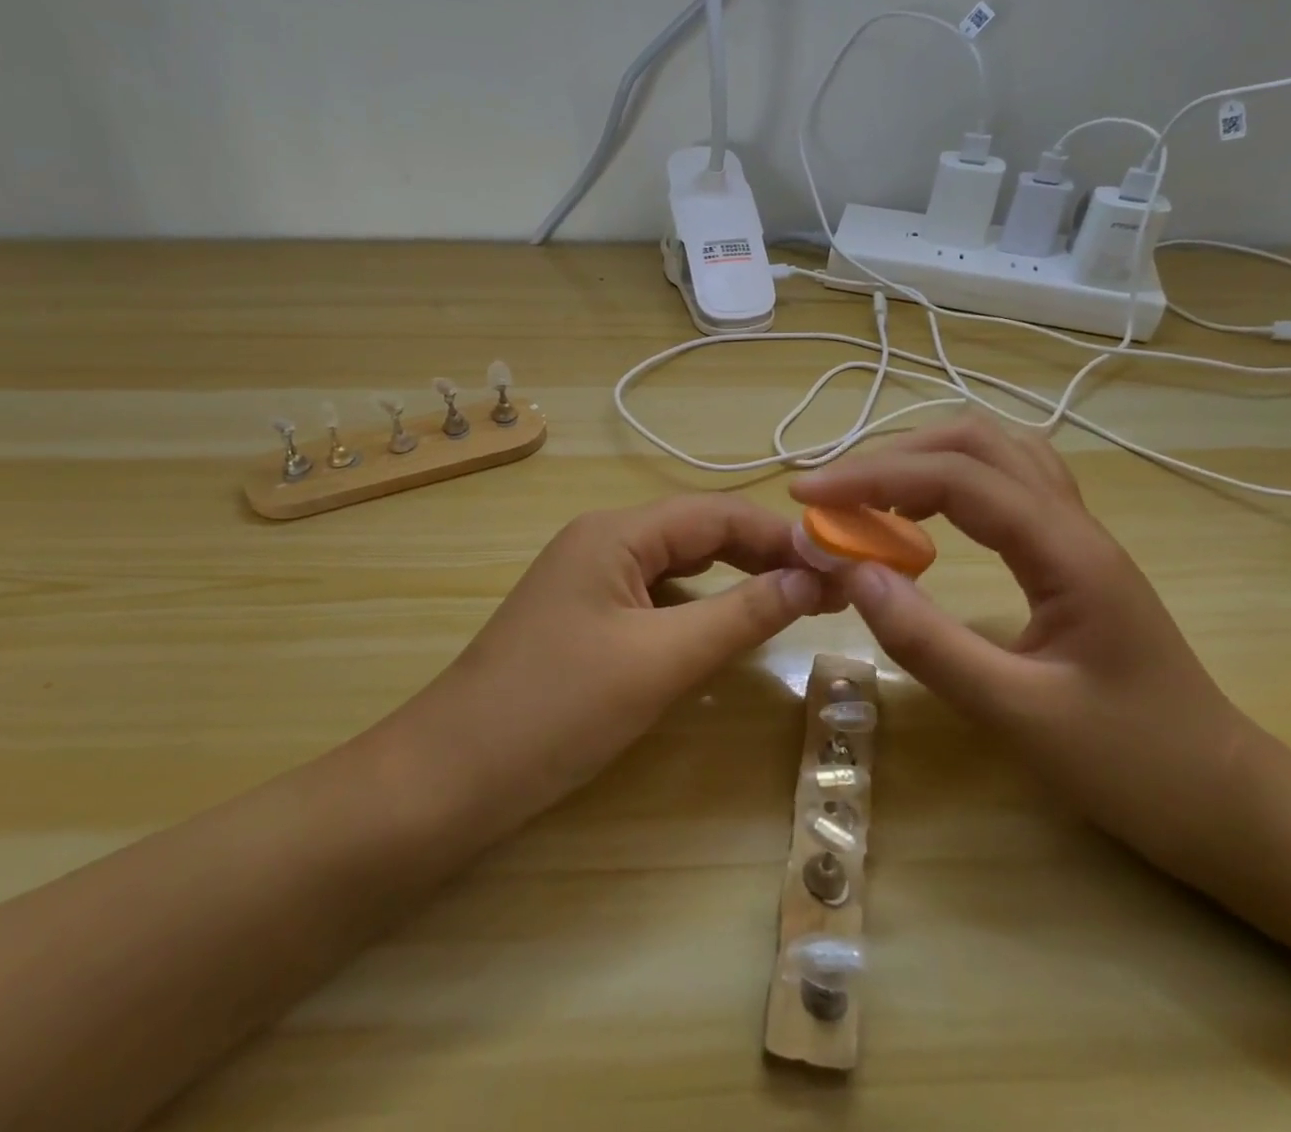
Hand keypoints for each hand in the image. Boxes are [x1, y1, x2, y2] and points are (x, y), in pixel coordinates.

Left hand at [394, 494, 831, 831]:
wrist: (450, 776)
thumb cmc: (557, 710)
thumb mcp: (660, 661)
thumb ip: (741, 615)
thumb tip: (812, 578)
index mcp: (616, 531)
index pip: (716, 514)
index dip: (780, 535)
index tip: (840, 562)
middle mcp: (602, 540)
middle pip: (697, 533)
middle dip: (761, 555)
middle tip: (825, 586)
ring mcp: (589, 580)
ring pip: (677, 567)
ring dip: (732, 582)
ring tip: (790, 603)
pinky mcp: (584, 618)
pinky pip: (654, 599)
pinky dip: (696, 610)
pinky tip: (723, 632)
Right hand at [790, 415, 1257, 873]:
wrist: (1229, 802)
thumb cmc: (1135, 766)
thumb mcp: (1020, 716)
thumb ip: (930, 644)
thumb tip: (853, 573)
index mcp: (1066, 551)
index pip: (956, 478)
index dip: (873, 476)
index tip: (806, 496)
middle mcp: (1072, 523)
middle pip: (976, 441)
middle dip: (892, 455)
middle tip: (832, 494)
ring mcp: (1076, 534)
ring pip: (995, 452)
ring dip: (924, 457)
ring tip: (868, 495)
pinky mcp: (1070, 554)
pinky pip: (1006, 484)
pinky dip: (952, 480)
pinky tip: (925, 514)